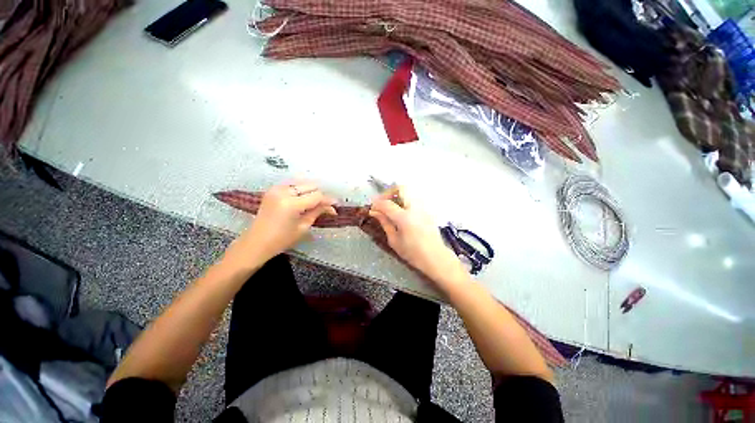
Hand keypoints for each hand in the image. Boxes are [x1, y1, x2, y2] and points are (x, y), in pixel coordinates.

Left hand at [234, 182, 336, 263]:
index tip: (336, 206)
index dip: (328, 200)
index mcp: (291, 204)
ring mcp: (276, 189)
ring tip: (315, 203)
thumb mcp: (303, 227)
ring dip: (311, 191)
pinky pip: (292, 185)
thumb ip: (317, 212)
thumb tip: (332, 207)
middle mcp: (283, 192)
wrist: (256, 243)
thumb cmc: (281, 240)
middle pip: (310, 186)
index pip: (316, 196)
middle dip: (320, 195)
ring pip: (302, 183)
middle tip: (325, 206)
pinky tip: (304, 199)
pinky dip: (300, 190)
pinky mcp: (272, 190)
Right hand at [369, 188, 467, 291]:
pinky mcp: (427, 210)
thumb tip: (374, 212)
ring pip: (409, 192)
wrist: (436, 258)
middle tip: (383, 203)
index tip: (372, 207)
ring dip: (398, 196)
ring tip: (391, 208)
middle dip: (389, 193)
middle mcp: (415, 208)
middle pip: (401, 188)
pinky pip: (414, 199)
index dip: (377, 203)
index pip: (387, 203)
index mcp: (405, 218)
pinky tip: (401, 213)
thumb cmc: (413, 253)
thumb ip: (385, 223)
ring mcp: (423, 208)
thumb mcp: (394, 240)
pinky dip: (405, 201)